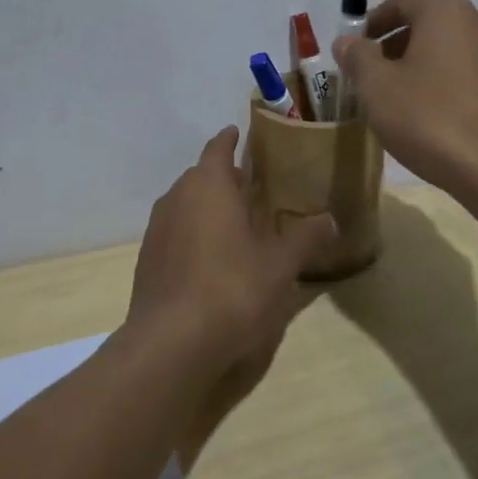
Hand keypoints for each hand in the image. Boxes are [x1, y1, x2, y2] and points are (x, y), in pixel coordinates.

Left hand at [125, 126, 336, 392]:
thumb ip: (305, 238)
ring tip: (234, 221)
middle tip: (251, 185)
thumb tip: (331, 220)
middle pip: (200, 175)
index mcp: (208, 185)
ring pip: (184, 204)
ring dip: (206, 206)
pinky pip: (174, 233)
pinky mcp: (147, 260)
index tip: (241, 134)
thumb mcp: (280, 265)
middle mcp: (177, 197)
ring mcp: (157, 229)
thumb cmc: (232, 290)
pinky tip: (211, 258)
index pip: (218, 147)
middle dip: (223, 177)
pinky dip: (192, 234)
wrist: (170, 344)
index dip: (231, 139)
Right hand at [332, 0, 477, 195]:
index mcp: (446, 13)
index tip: (353, 49)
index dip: (372, 22)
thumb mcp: (378, 87)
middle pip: (425, 26)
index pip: (401, 1)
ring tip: (395, 103)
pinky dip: (441, 88)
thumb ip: (358, 57)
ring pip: (446, 53)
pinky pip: (465, 78)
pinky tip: (428, 121)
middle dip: (393, 48)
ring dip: (416, 69)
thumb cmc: (430, 117)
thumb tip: (347, 41)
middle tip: (368, 78)